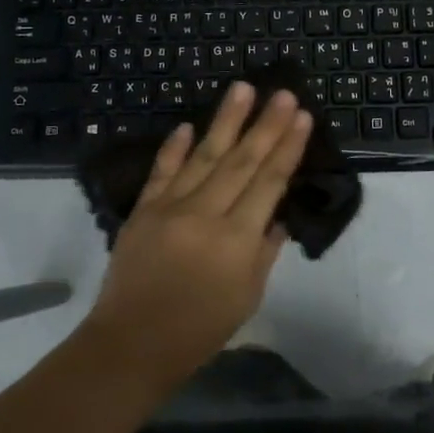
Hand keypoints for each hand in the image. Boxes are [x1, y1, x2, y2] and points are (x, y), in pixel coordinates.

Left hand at [82, 82, 314, 391]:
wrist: (131, 344)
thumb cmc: (198, 331)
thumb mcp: (246, 298)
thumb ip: (264, 252)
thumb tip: (276, 215)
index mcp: (236, 240)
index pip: (269, 182)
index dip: (287, 147)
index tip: (302, 117)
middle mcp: (205, 214)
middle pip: (241, 161)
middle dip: (265, 125)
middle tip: (283, 93)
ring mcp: (170, 207)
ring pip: (204, 155)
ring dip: (225, 120)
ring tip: (242, 88)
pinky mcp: (143, 209)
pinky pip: (162, 171)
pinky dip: (175, 147)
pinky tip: (188, 125)